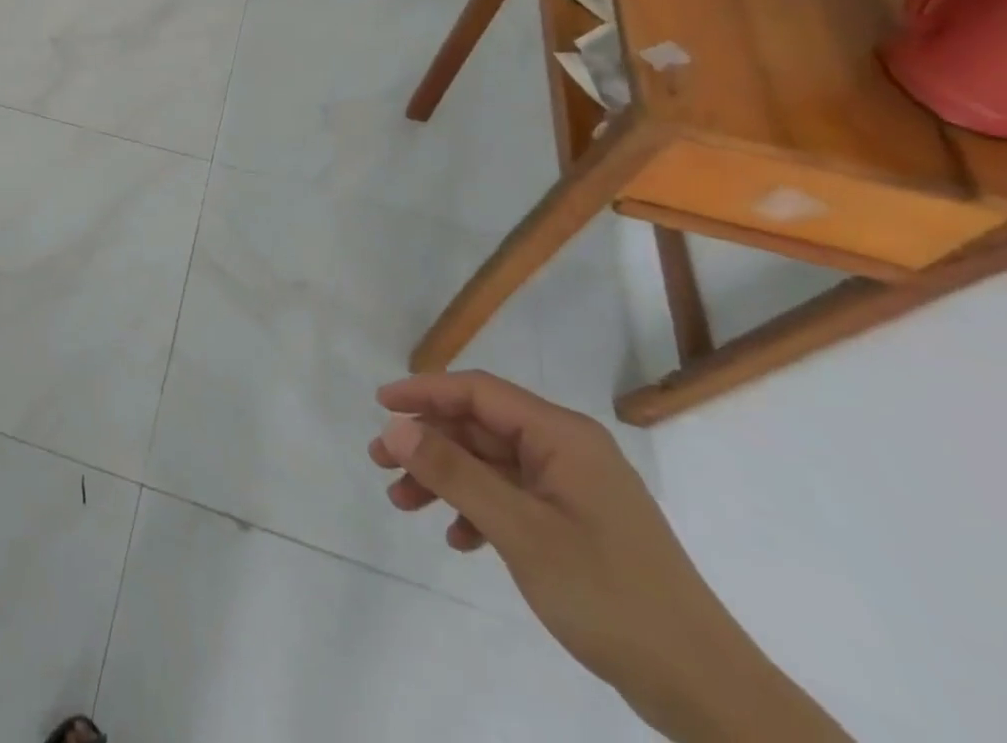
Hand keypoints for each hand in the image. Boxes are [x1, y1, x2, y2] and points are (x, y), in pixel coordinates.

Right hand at [372, 371, 847, 742]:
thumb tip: (393, 427)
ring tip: (404, 503)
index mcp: (562, 435)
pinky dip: (478, 509)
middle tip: (379, 463)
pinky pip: (512, 497)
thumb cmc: (609, 595)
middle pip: (480, 427)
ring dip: (446, 478)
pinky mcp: (578, 524)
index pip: (478, 391)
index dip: (424, 392)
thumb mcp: (520, 531)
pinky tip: (458, 539)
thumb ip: (454, 473)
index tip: (379, 406)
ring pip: (491, 464)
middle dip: (428, 443)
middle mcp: (567, 449)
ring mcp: (575, 488)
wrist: (705, 691)